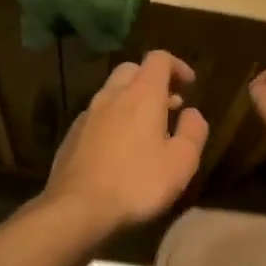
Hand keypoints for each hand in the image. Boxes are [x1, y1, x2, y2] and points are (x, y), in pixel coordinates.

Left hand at [42, 51, 207, 233]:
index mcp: (142, 94)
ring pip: (112, 92)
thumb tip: (192, 112)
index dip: (177, 66)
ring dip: (131, 101)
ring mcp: (87, 114)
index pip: (159, 58)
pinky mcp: (72, 134)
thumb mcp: (182, 161)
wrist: (78, 207)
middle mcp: (112, 95)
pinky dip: (113, 119)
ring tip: (146, 129)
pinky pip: (97, 115)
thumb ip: (193, 131)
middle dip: (152, 80)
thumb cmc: (138, 182)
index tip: (190, 85)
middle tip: (169, 104)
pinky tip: (119, 148)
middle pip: (132, 70)